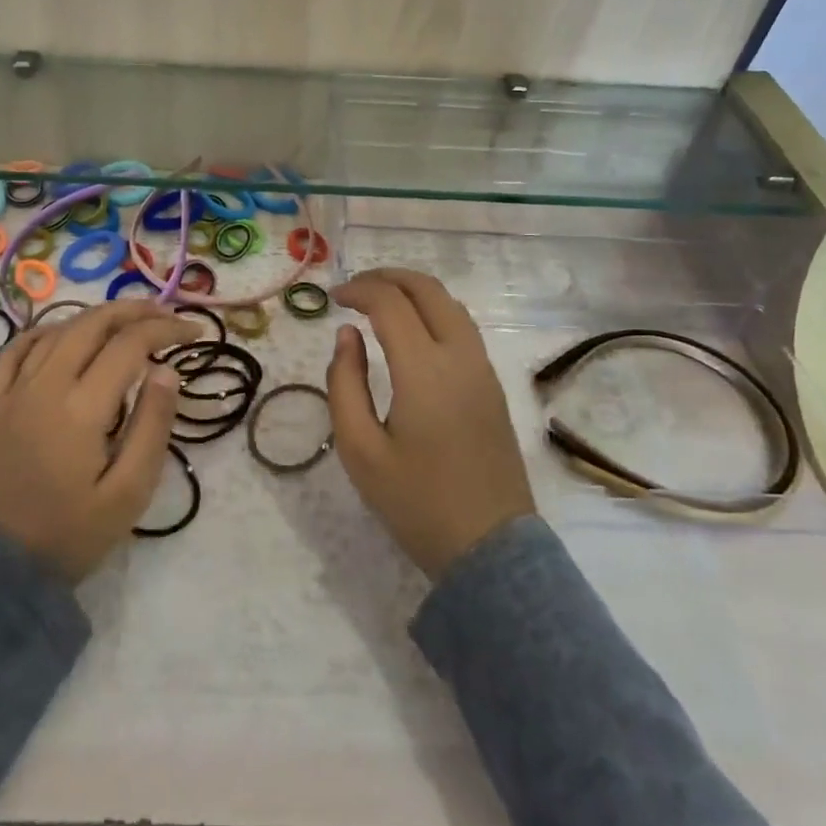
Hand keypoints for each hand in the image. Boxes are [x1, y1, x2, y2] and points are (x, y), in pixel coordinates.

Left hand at [0, 301, 188, 582]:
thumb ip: (152, 426)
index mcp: (81, 408)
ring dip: (96, 317)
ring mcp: (12, 393)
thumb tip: (166, 370)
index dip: (166, 330)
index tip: (194, 331)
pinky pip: (15, 351)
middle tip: (166, 315)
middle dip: (134, 311)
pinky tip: (64, 334)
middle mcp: (44, 387)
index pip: (130, 345)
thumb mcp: (129, 492)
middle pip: (92, 324)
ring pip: (56, 331)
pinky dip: (45, 332)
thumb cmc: (70, 535)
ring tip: (127, 320)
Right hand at [327, 268, 534, 579]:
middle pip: (428, 289)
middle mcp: (460, 356)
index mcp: (425, 369)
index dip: (358, 289)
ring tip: (380, 303)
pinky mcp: (493, 386)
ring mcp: (483, 370)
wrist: (489, 548)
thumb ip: (345, 383)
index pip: (391, 303)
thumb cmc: (416, 502)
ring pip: (451, 305)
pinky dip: (434, 312)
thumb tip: (347, 336)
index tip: (332, 298)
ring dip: (414, 292)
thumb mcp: (360, 449)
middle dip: (388, 278)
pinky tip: (412, 332)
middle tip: (354, 288)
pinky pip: (463, 328)